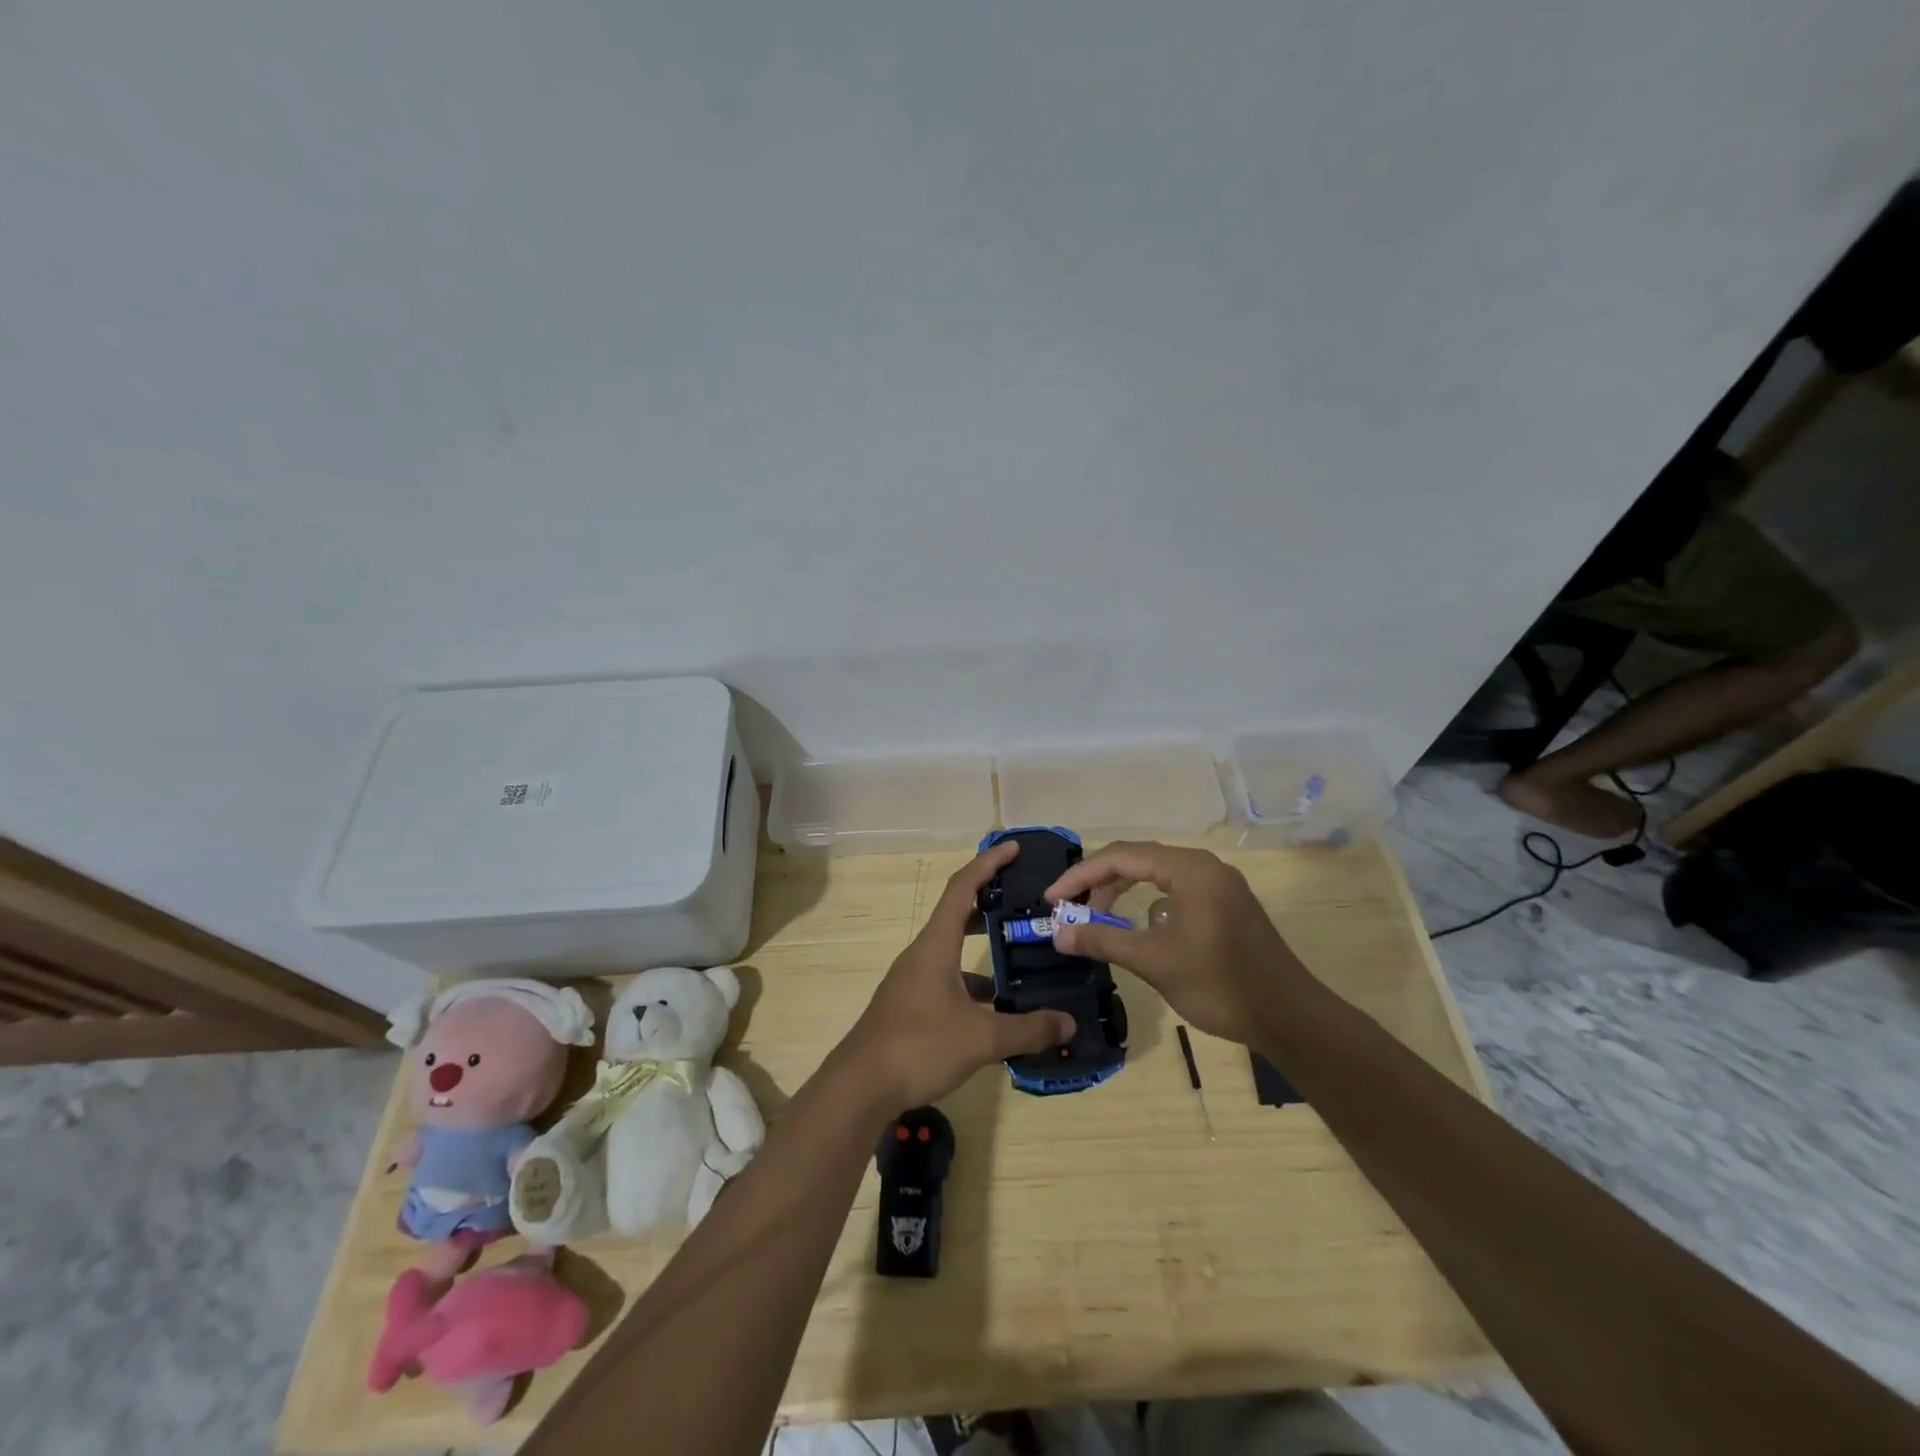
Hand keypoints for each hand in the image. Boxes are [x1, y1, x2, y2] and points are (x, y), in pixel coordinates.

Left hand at [841, 841, 1074, 1108]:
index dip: (988, 864)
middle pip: (958, 914)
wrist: (860, 1086)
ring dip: (984, 947)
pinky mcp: (912, 1005)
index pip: (962, 887)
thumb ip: (1028, 1029)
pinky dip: (974, 983)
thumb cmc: (919, 1046)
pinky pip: (949, 979)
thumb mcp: (981, 1038)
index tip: (1014, 848)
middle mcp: (923, 954)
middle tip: (1025, 899)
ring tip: (1022, 954)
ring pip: (954, 950)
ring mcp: (914, 980)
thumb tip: (1069, 1022)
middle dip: (990, 901)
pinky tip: (998, 1008)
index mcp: (935, 945)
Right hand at [1046, 841, 1304, 1046]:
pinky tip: (1137, 930)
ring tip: (1095, 918)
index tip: (1051, 899)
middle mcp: (1204, 866)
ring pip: (1156, 875)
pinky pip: (1174, 891)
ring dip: (1121, 892)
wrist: (1290, 1018)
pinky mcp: (1225, 906)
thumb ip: (1103, 939)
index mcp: (1190, 869)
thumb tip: (1059, 933)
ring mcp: (1218, 885)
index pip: (1121, 856)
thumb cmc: (1220, 985)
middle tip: (1069, 908)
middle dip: (1098, 882)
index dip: (1080, 875)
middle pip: (1137, 860)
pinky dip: (1147, 904)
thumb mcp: (1154, 961)